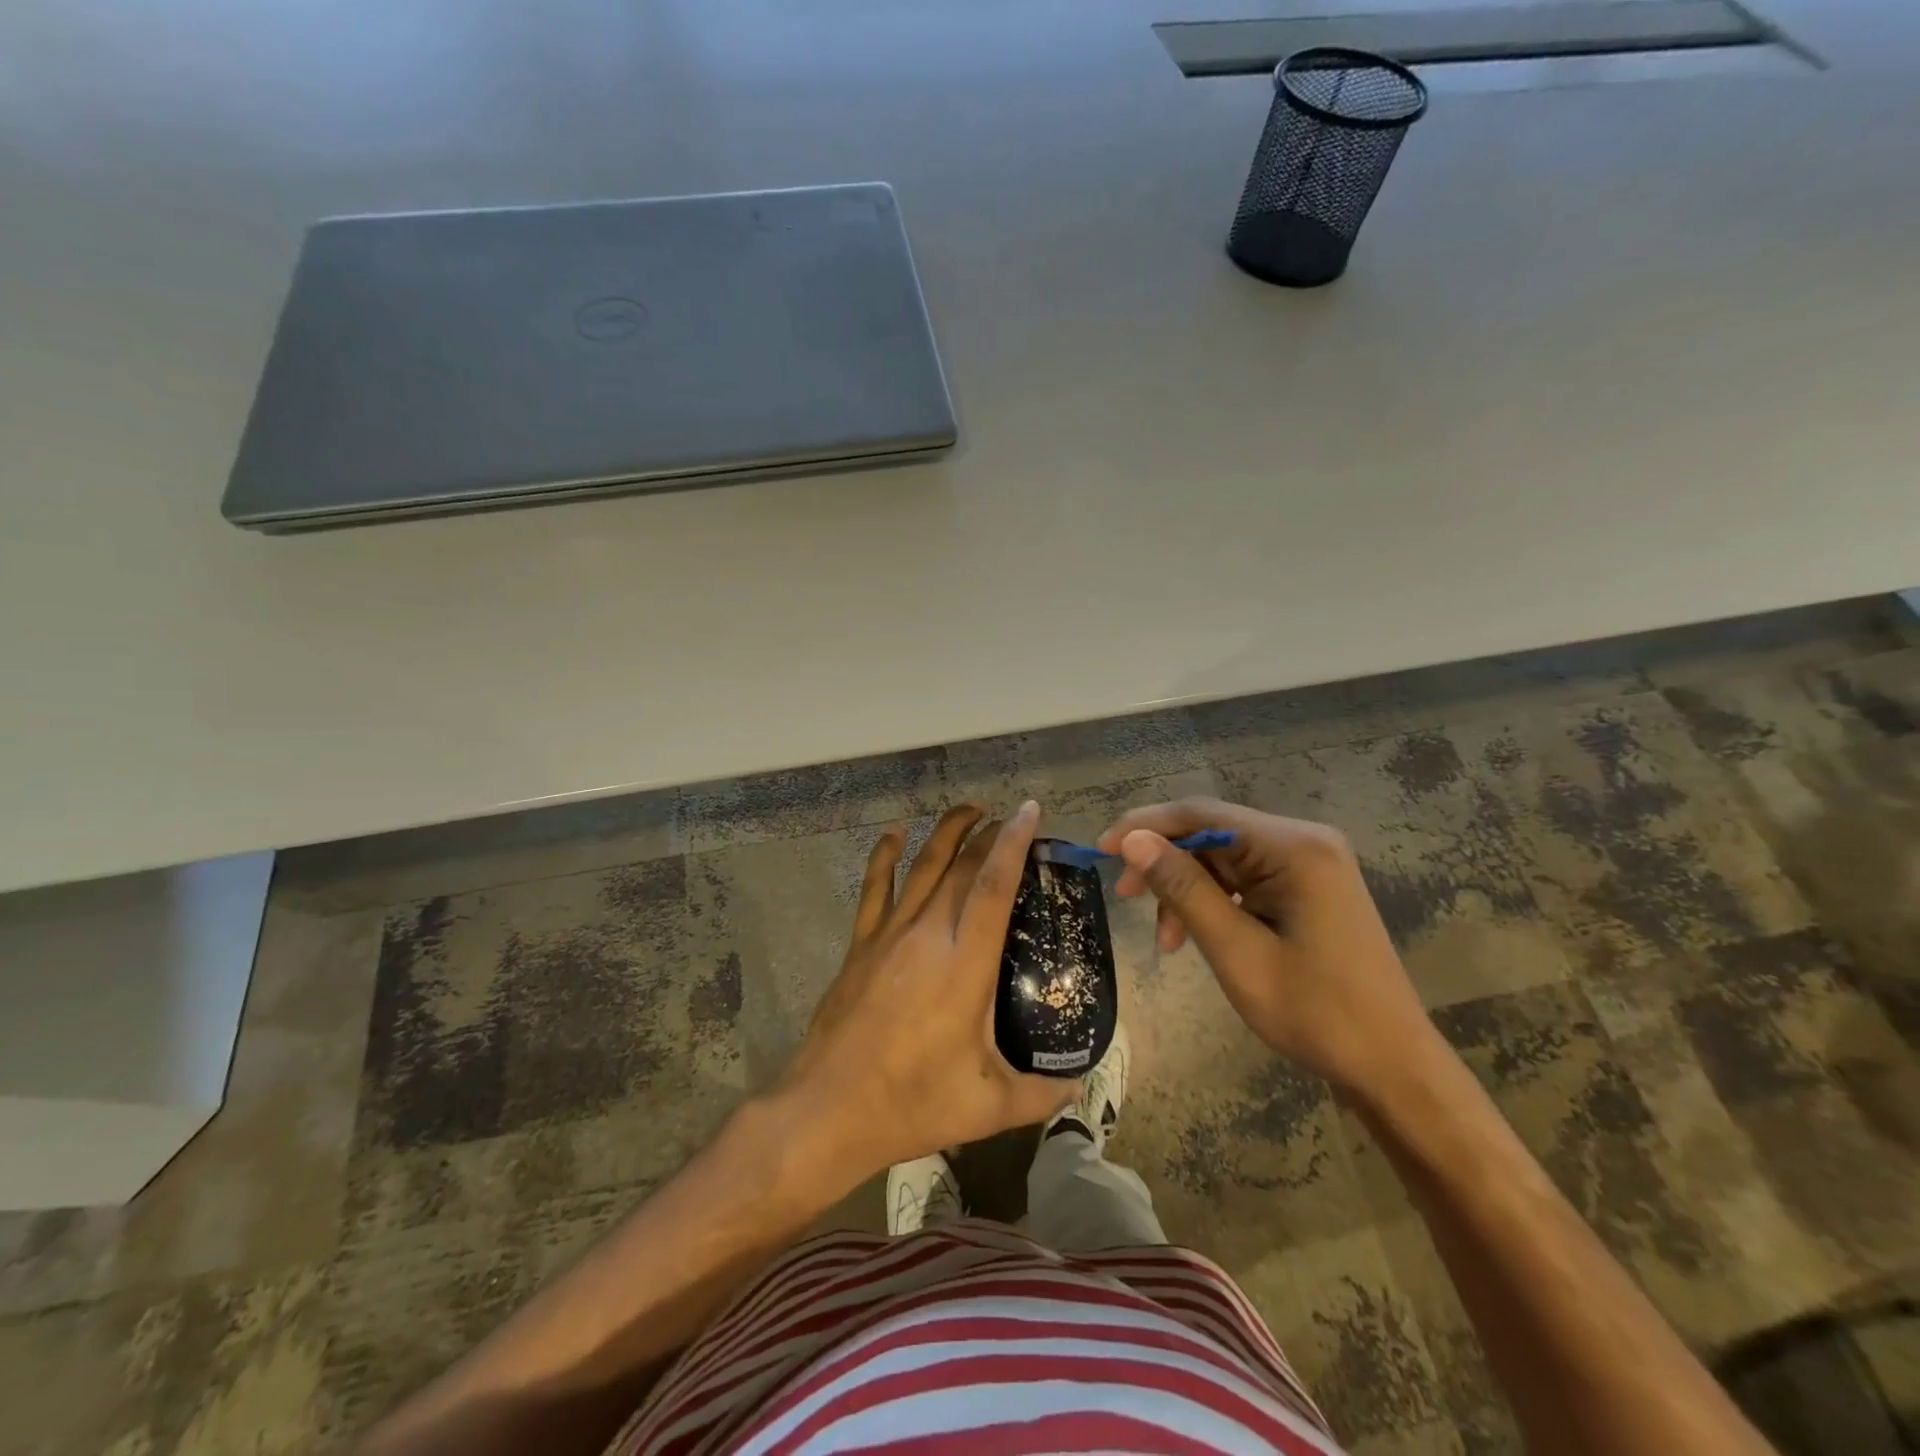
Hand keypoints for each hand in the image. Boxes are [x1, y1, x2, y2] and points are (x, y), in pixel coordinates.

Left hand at [777, 801, 1074, 1184]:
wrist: (828, 1110)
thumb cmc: (912, 1104)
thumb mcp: (989, 1107)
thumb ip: (1041, 1092)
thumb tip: (1079, 1081)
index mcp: (964, 966)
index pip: (993, 886)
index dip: (1013, 843)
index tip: (1030, 811)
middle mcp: (927, 935)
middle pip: (961, 867)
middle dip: (989, 834)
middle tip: (1012, 820)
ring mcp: (888, 935)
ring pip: (921, 865)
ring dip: (947, 831)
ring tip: (971, 809)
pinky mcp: (861, 944)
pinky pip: (874, 887)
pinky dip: (884, 854)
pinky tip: (894, 833)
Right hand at [1097, 797, 1440, 1103]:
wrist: (1391, 1065)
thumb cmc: (1315, 1013)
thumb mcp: (1236, 951)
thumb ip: (1183, 888)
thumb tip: (1132, 838)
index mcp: (1294, 847)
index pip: (1202, 813)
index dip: (1145, 826)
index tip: (1101, 851)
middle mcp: (1304, 840)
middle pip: (1212, 832)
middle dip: (1165, 863)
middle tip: (1125, 898)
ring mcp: (1310, 862)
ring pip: (1224, 857)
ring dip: (1187, 888)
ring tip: (1167, 939)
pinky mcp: (1308, 885)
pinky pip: (1245, 877)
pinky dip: (1213, 900)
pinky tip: (1196, 934)